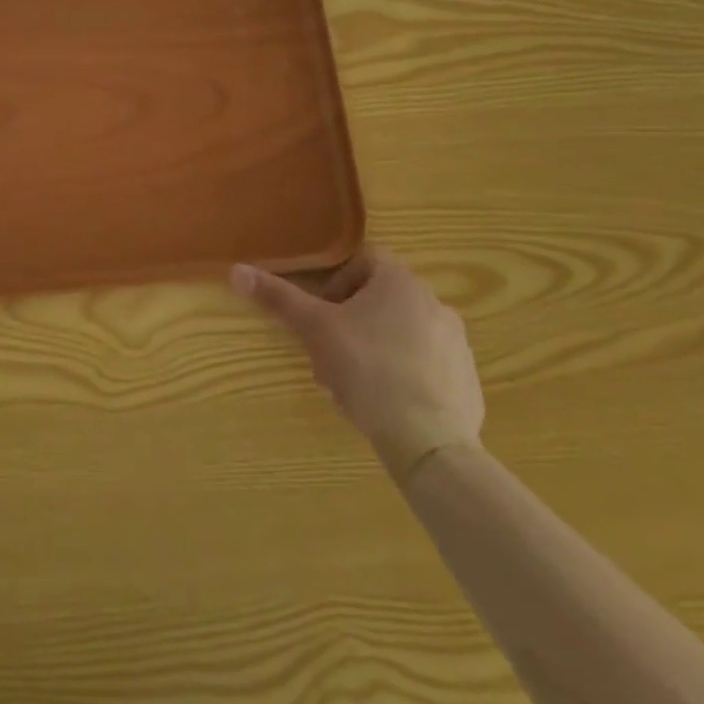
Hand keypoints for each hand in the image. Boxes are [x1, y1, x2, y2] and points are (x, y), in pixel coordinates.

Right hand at [232, 246, 484, 483]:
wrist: (429, 442)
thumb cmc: (367, 369)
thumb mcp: (314, 329)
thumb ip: (278, 298)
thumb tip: (237, 270)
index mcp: (401, 282)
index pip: (364, 260)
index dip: (336, 282)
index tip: (321, 313)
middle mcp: (435, 304)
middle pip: (380, 300)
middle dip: (349, 322)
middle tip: (328, 352)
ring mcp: (456, 344)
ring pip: (401, 334)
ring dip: (373, 348)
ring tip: (351, 383)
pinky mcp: (466, 381)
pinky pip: (425, 365)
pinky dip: (402, 375)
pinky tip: (383, 403)